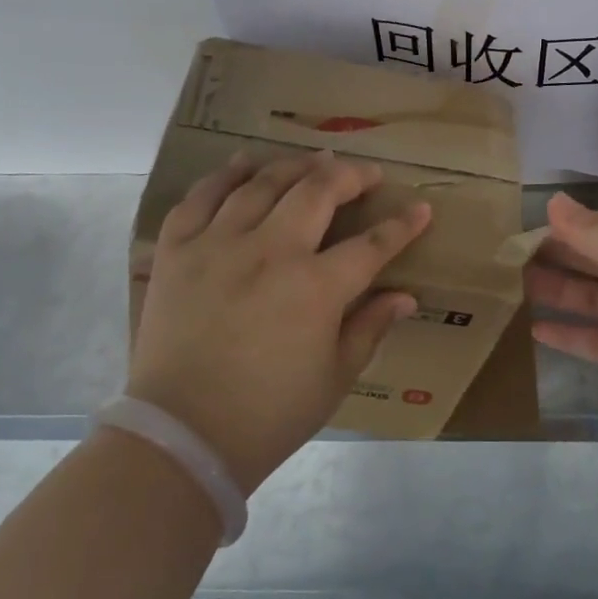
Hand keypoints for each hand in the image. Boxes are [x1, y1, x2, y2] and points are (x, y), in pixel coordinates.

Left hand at [128, 150, 430, 493]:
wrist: (181, 437)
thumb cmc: (268, 415)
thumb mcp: (334, 379)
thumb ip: (370, 328)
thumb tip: (405, 297)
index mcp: (315, 288)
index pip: (371, 244)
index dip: (402, 225)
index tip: (420, 209)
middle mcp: (270, 251)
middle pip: (318, 192)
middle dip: (351, 176)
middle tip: (366, 174)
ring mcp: (219, 244)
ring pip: (263, 183)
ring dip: (295, 166)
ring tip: (315, 160)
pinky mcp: (177, 250)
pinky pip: (201, 196)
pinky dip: (226, 175)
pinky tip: (244, 164)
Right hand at [526, 194, 597, 435]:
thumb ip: (592, 232)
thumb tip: (554, 200)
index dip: (577, 224)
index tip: (535, 226)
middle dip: (563, 256)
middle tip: (515, 255)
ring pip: (597, 300)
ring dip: (560, 293)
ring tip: (516, 286)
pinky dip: (571, 336)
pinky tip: (536, 331)